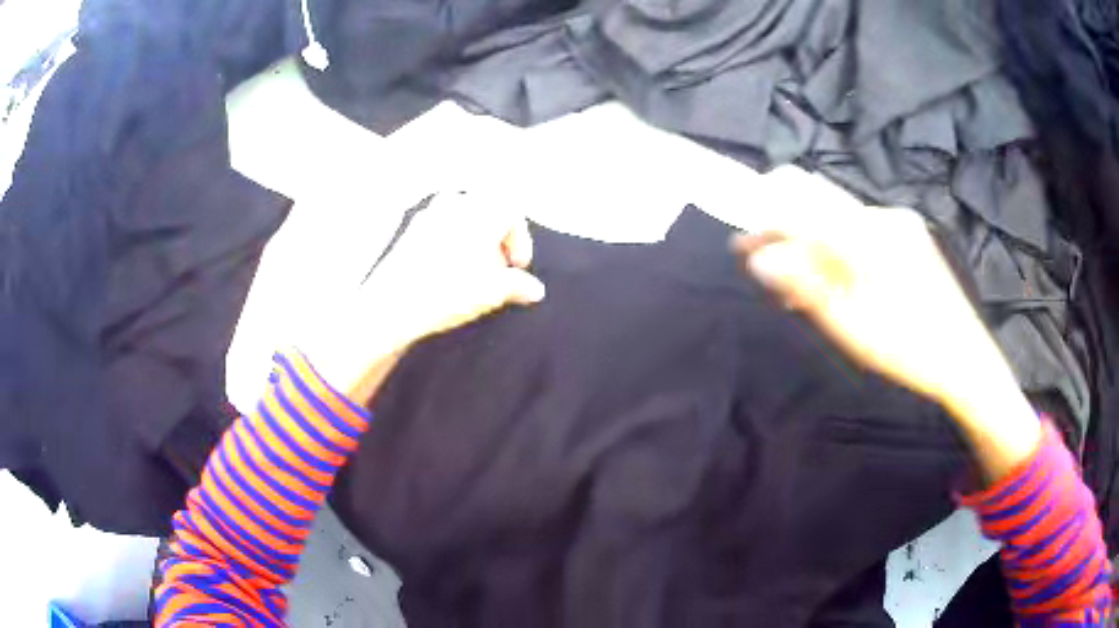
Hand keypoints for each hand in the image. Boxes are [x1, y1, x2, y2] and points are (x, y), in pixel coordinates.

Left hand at [300, 191, 545, 401]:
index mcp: (480, 211)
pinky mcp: (409, 229)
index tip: (517, 268)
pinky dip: (452, 242)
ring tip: (472, 273)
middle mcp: (455, 203)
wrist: (390, 305)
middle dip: (497, 240)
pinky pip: (441, 226)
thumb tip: (535, 289)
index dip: (521, 241)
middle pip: (488, 212)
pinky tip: (446, 271)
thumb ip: (517, 285)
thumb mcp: (491, 292)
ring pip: (463, 218)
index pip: (512, 212)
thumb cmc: (447, 293)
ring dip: (474, 240)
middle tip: (496, 271)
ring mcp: (428, 213)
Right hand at [733, 205, 1040, 480]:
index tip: (743, 244)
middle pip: (818, 203)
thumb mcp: (851, 324)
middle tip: (768, 270)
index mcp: (865, 235)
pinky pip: (860, 229)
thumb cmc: (909, 349)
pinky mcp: (908, 235)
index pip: (800, 198)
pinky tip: (838, 281)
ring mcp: (897, 223)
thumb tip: (760, 258)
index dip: (764, 214)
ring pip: (838, 218)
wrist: (966, 359)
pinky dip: (838, 248)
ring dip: (812, 243)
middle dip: (786, 230)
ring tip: (800, 288)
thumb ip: (805, 284)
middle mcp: (880, 215)